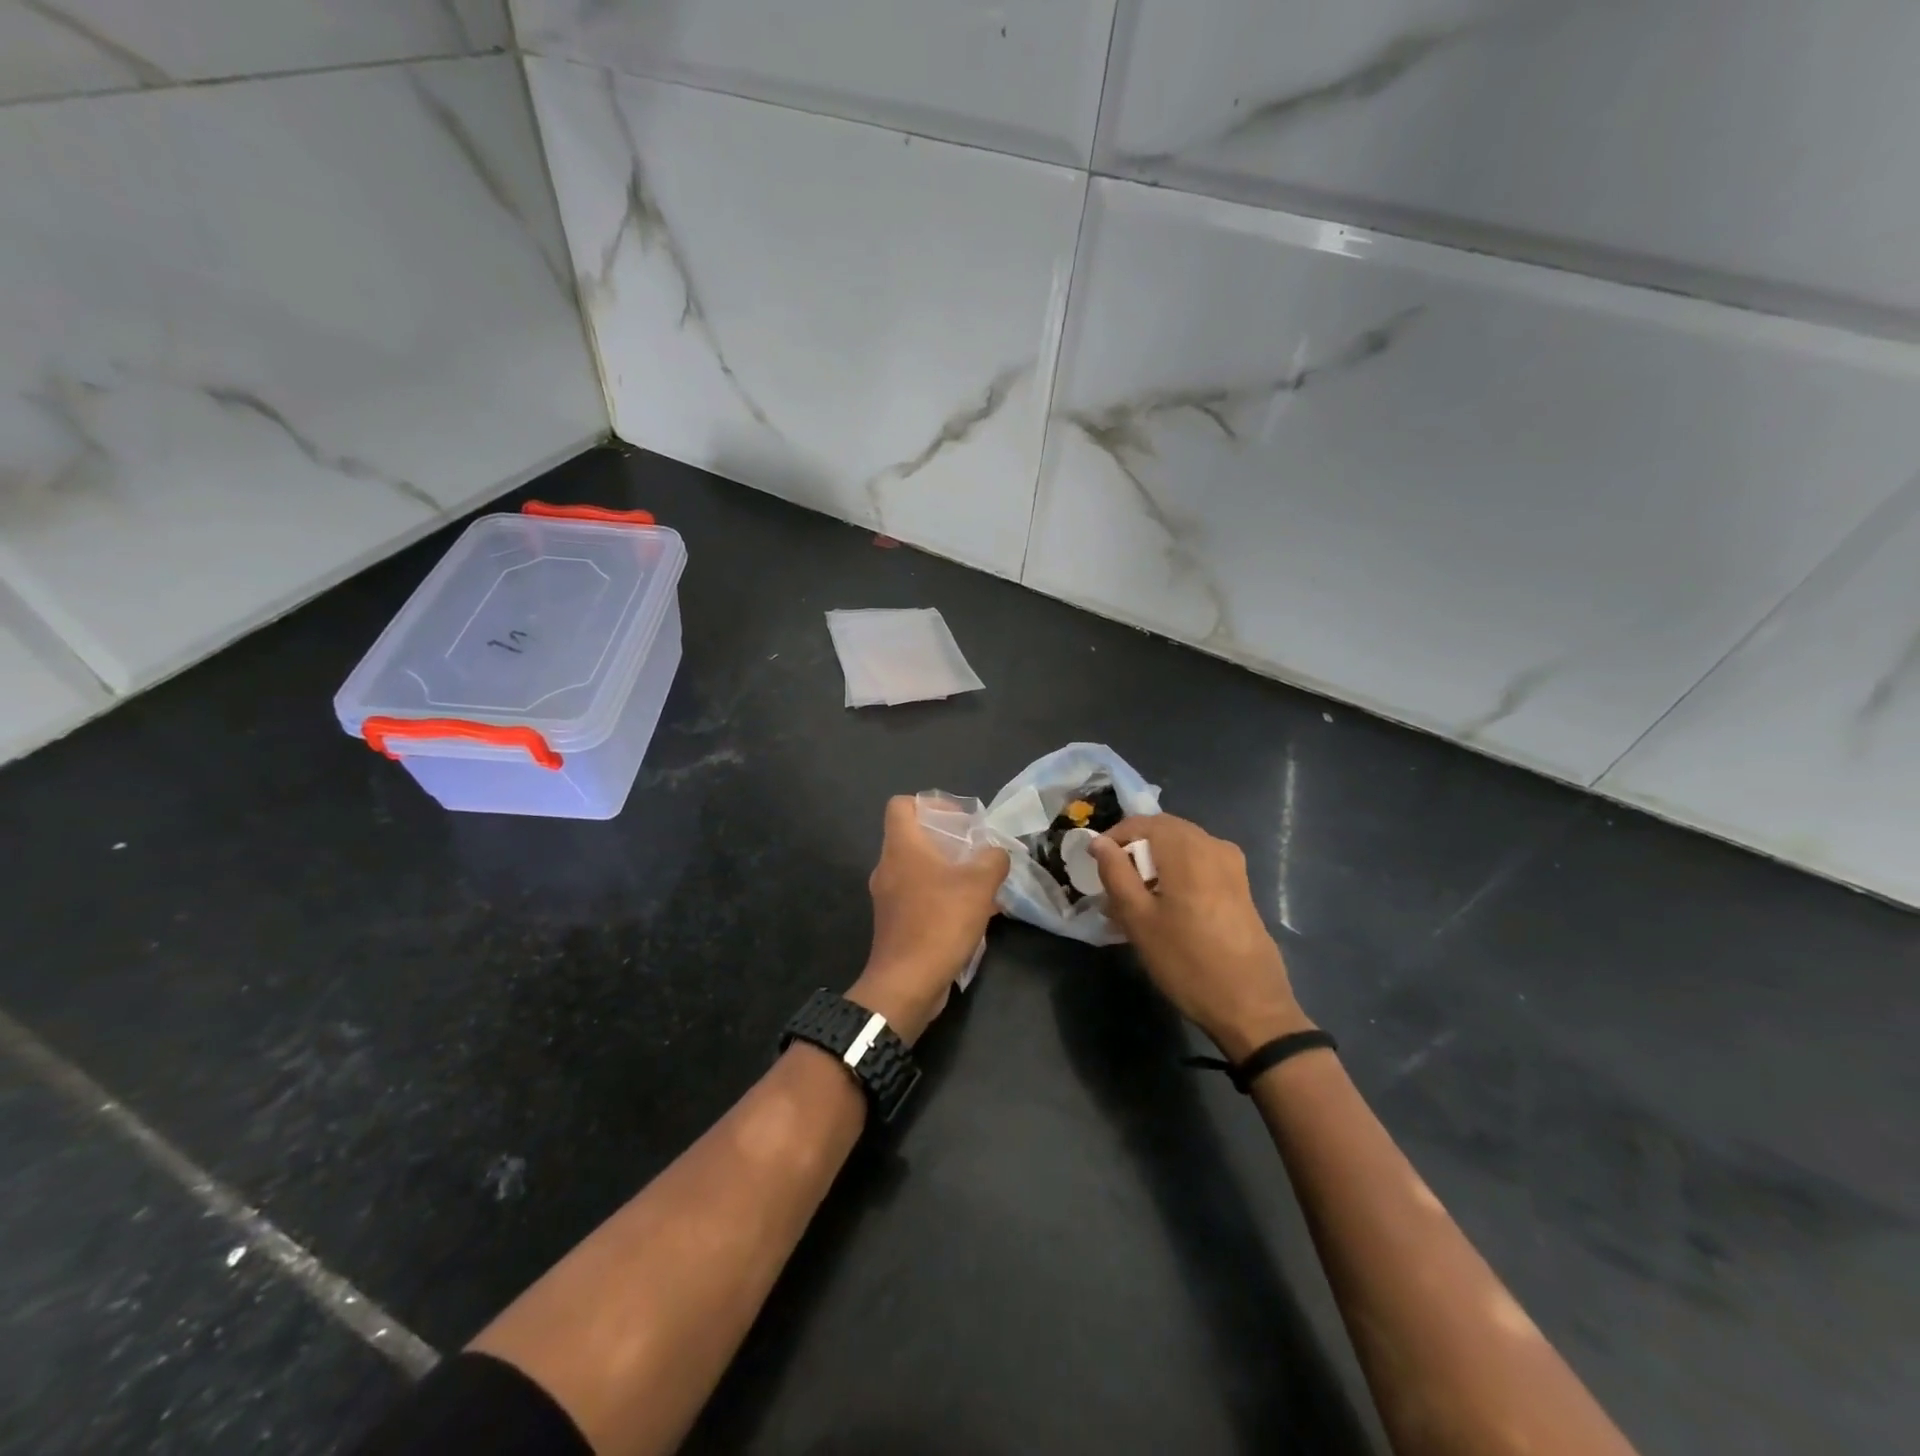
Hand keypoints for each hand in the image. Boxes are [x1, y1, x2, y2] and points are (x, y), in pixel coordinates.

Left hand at [850, 796, 1008, 1045]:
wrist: (907, 984)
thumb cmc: (940, 922)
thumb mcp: (979, 884)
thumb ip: (992, 859)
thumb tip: (995, 853)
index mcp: (901, 848)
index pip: (901, 805)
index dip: (930, 804)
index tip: (960, 820)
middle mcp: (888, 867)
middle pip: (914, 838)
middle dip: (949, 841)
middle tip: (978, 852)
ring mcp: (889, 898)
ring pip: (920, 870)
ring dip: (950, 872)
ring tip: (983, 884)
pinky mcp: (895, 923)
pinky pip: (920, 897)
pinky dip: (944, 898)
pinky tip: (974, 915)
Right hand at [1089, 814, 1311, 1060]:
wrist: (1252, 1007)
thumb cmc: (1187, 962)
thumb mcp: (1138, 919)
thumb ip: (1116, 873)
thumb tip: (1099, 841)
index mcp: (1187, 848)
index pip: (1141, 823)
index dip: (1113, 840)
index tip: (1096, 868)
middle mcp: (1213, 845)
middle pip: (1163, 833)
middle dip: (1134, 853)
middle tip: (1114, 888)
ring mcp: (1232, 865)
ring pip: (1181, 849)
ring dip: (1154, 866)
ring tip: (1136, 904)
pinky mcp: (1241, 886)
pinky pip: (1199, 865)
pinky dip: (1176, 876)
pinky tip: (1166, 911)